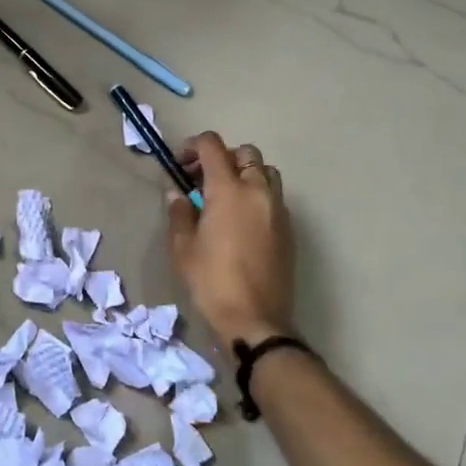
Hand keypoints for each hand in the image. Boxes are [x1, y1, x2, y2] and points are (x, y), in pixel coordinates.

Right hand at [167, 132, 296, 349]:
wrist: (255, 318)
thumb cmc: (211, 281)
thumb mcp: (183, 247)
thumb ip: (179, 212)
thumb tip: (177, 193)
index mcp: (229, 190)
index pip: (213, 146)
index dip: (193, 146)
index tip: (180, 165)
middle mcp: (258, 191)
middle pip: (245, 153)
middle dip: (222, 158)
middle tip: (201, 181)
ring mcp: (278, 209)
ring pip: (265, 173)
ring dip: (245, 174)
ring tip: (225, 199)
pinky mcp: (289, 229)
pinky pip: (274, 197)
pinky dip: (257, 196)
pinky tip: (241, 222)